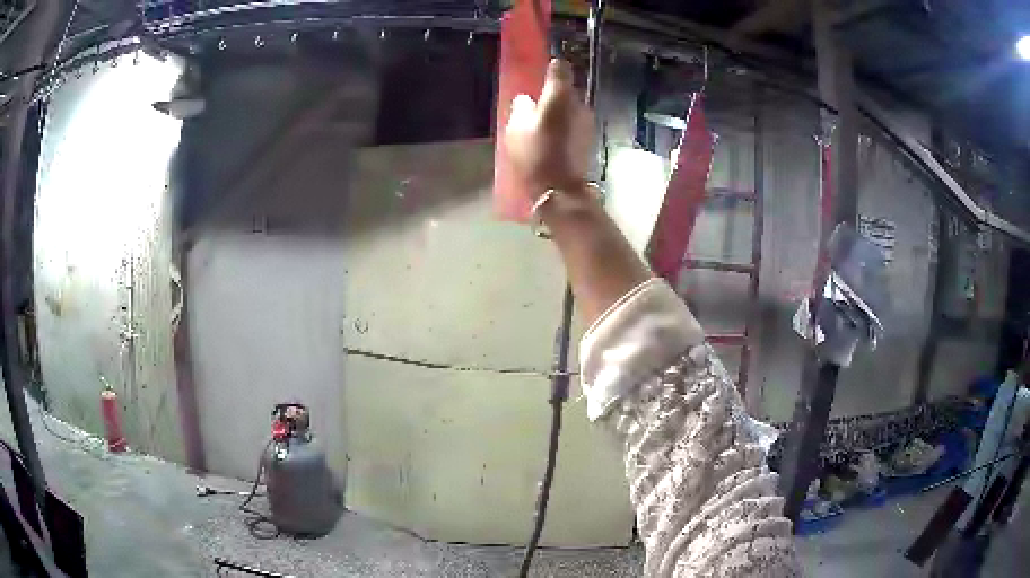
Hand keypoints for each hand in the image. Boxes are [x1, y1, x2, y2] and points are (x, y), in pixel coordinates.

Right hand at [504, 59, 594, 199]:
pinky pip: (574, 125)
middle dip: (554, 96)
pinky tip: (552, 141)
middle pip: (567, 91)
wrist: (561, 189)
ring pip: (571, 109)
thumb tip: (526, 100)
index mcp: (560, 96)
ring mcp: (587, 122)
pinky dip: (565, 128)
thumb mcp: (517, 129)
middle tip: (536, 107)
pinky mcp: (589, 139)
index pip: (560, 69)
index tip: (542, 74)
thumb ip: (521, 108)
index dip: (552, 69)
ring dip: (560, 114)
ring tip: (542, 127)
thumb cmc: (535, 154)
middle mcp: (579, 104)